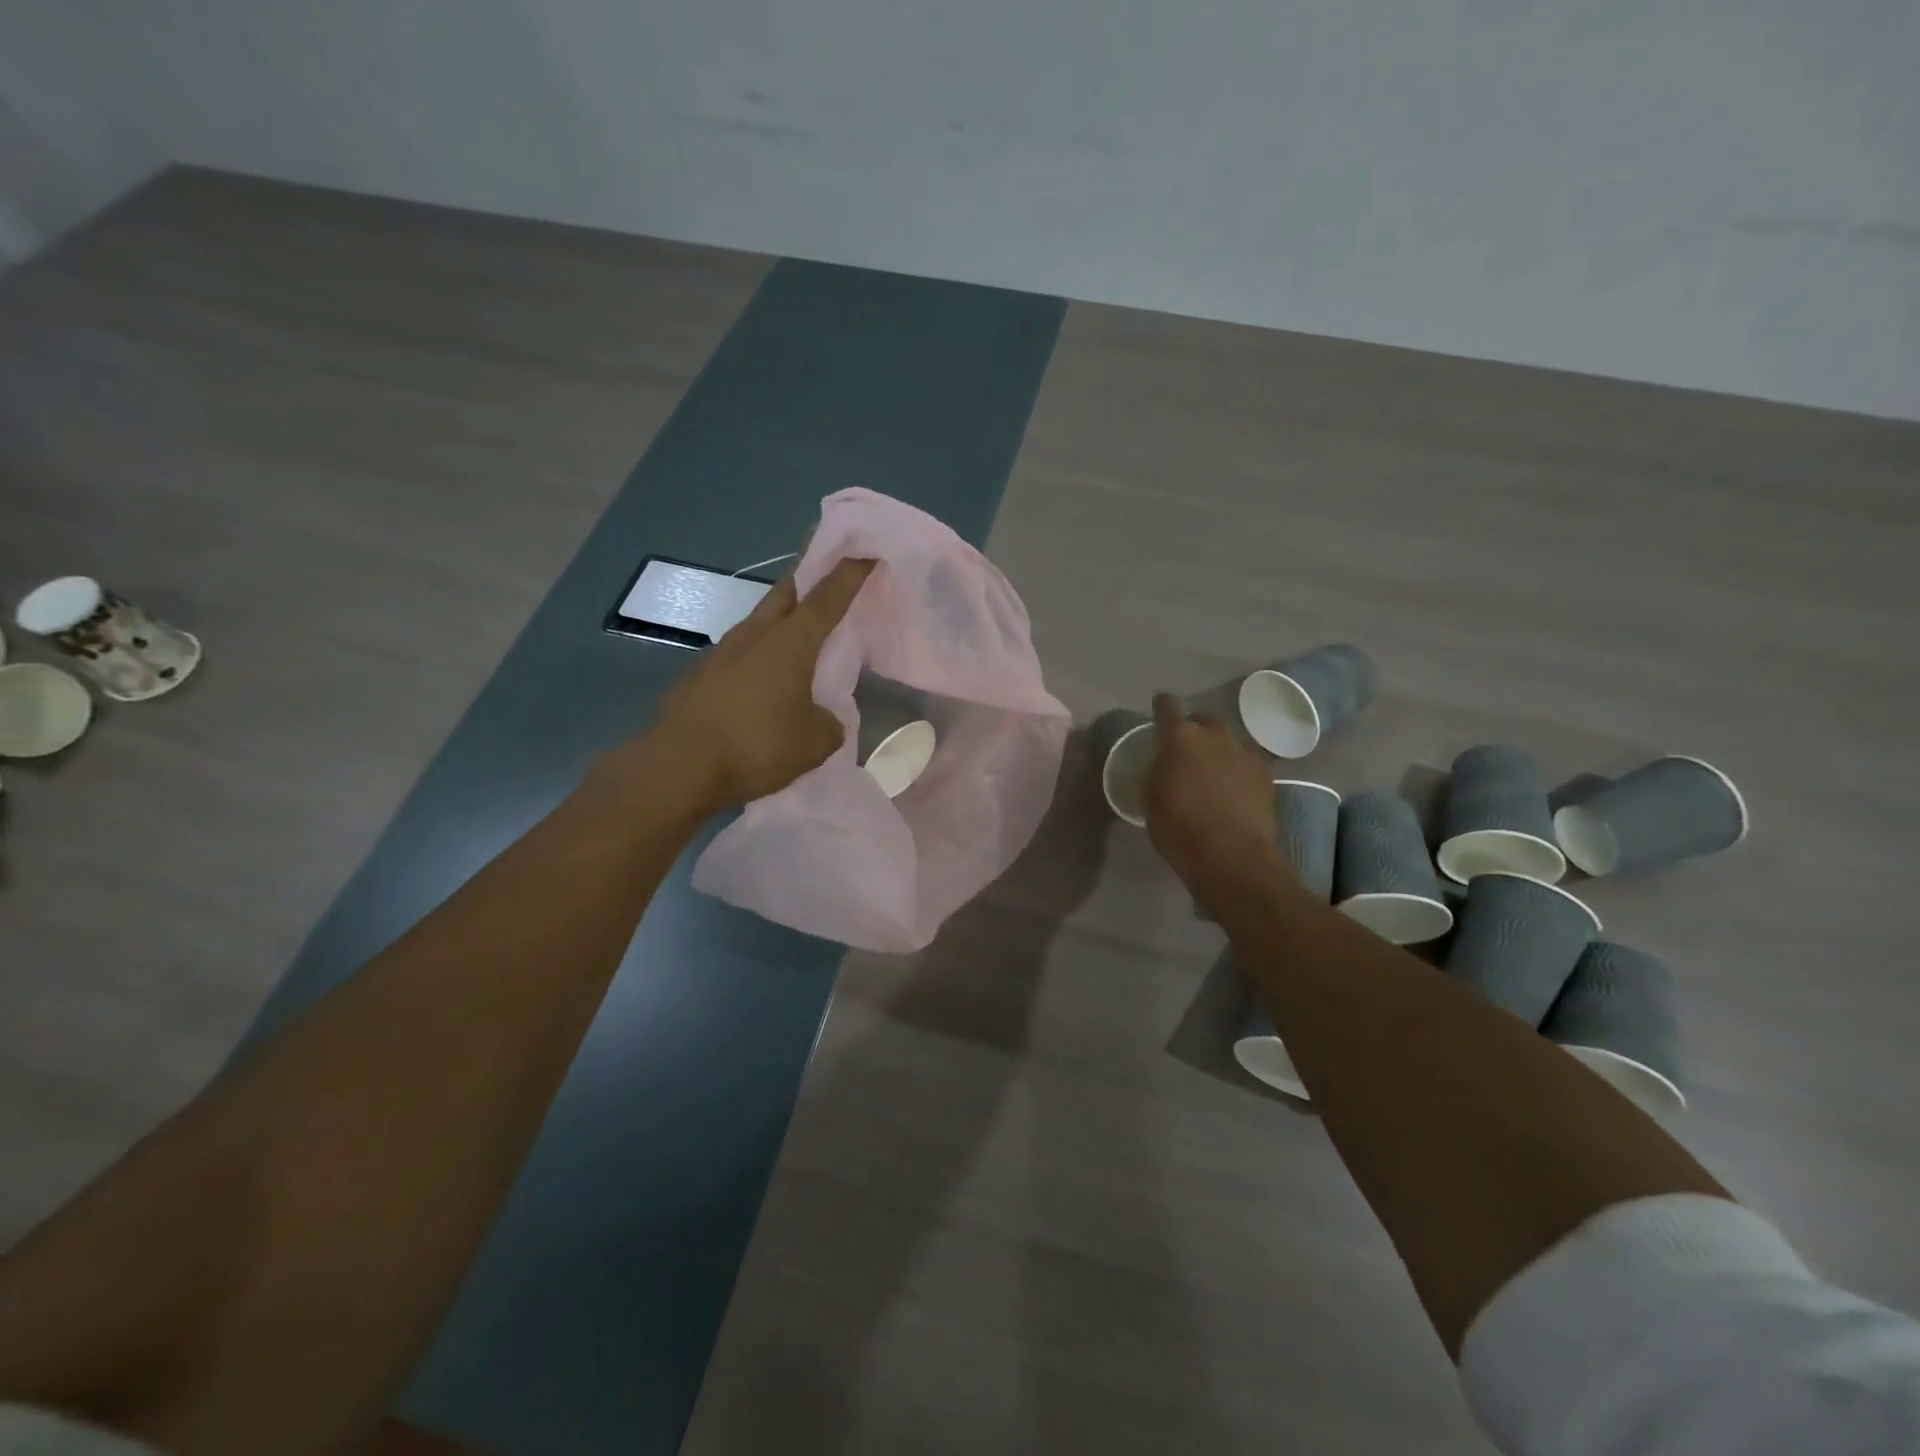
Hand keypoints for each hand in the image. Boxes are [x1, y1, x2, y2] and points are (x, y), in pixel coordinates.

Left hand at [636, 557, 876, 811]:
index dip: (849, 574)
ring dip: (780, 617)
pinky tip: (763, 678)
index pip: (827, 598)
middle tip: (823, 565)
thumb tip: (821, 718)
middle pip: (786, 592)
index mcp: (790, 643)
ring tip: (797, 631)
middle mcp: (755, 636)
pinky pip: (739, 652)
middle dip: (807, 574)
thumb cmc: (756, 746)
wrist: (678, 767)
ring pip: (759, 621)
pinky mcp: (700, 674)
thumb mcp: (814, 743)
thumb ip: (828, 724)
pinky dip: (758, 653)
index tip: (864, 551)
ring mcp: (722, 652)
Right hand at [1144, 692, 1284, 890]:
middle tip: (1186, 749)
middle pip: (1204, 719)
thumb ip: (1159, 771)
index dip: (1162, 706)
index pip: (1168, 707)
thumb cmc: (1179, 828)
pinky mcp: (1266, 775)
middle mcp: (1215, 736)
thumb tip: (1166, 763)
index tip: (1159, 708)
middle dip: (1195, 729)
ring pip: (1228, 741)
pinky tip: (1232, 790)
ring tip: (1211, 772)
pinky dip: (1237, 770)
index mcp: (1180, 738)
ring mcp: (1245, 753)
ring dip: (1218, 750)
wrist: (1232, 856)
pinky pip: (1246, 763)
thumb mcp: (1152, 798)